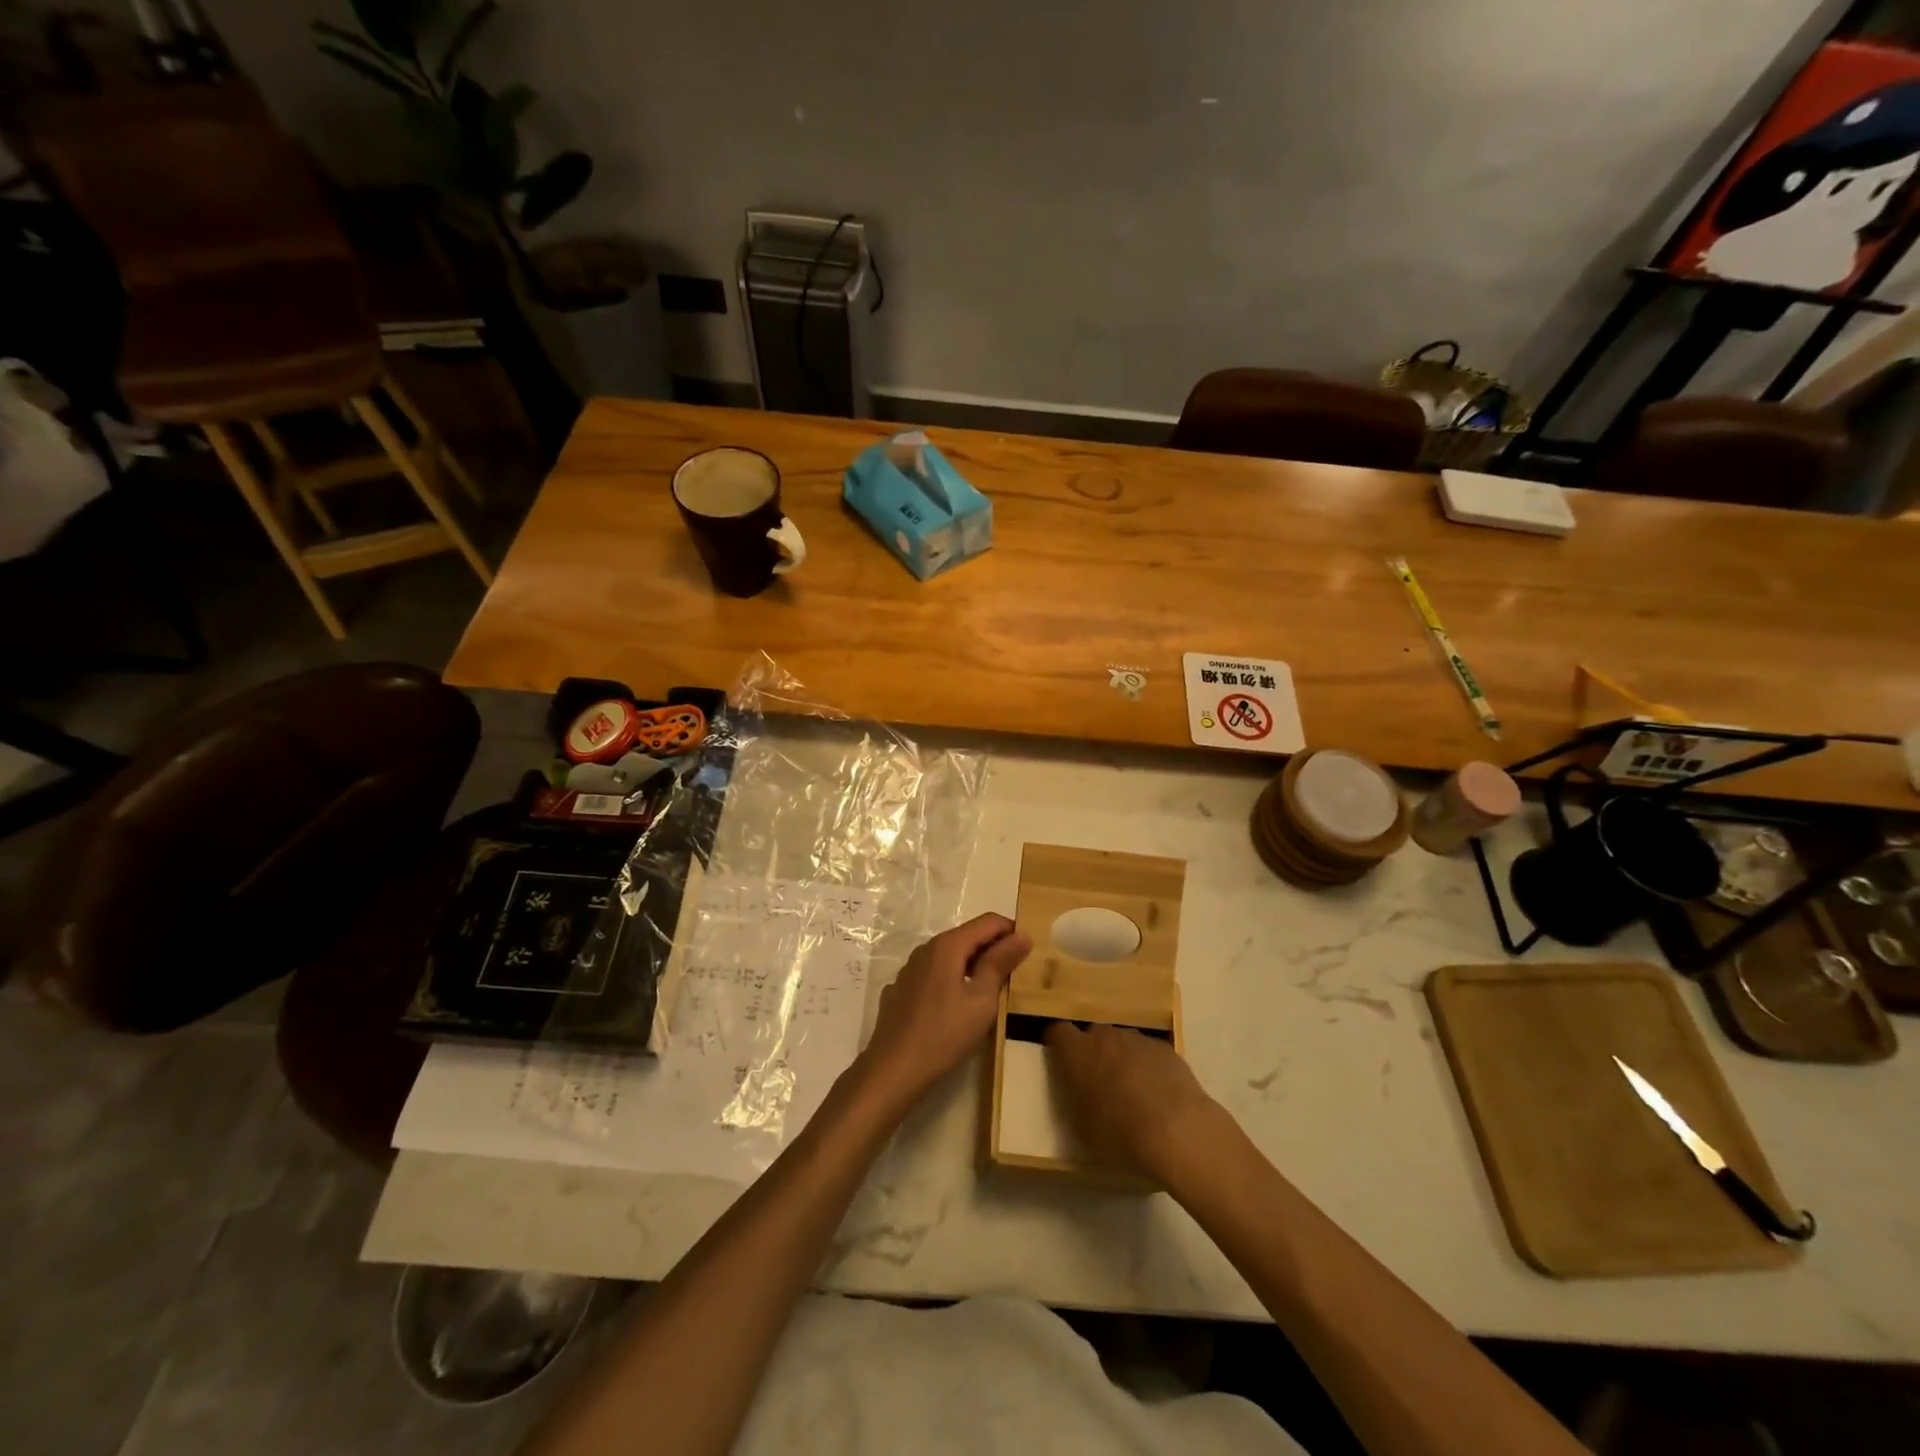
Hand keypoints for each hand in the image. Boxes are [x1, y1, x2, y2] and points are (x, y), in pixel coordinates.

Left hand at [855, 913, 1030, 1115]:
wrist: (893, 1070)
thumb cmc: (944, 1034)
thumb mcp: (982, 1000)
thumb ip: (1000, 963)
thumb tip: (1022, 935)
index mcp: (947, 945)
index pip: (988, 922)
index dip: (1012, 931)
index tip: (1030, 952)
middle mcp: (926, 949)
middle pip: (968, 936)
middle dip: (994, 948)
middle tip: (1016, 973)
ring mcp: (910, 970)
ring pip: (950, 956)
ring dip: (973, 965)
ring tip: (991, 991)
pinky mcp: (901, 991)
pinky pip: (934, 975)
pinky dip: (951, 980)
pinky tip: (957, 1006)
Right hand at [1044, 1022, 1232, 1187]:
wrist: (1179, 1132)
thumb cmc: (1121, 1134)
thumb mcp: (1083, 1127)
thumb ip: (1076, 1098)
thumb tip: (1078, 1090)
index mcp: (1078, 1053)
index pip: (1057, 1031)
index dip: (1057, 1044)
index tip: (1059, 1060)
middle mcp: (1105, 1037)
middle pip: (1092, 1034)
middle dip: (1092, 1052)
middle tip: (1097, 1081)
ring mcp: (1138, 1039)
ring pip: (1122, 1042)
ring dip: (1121, 1057)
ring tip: (1131, 1090)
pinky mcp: (1165, 1048)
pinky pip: (1147, 1052)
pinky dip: (1147, 1065)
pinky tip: (1157, 1093)